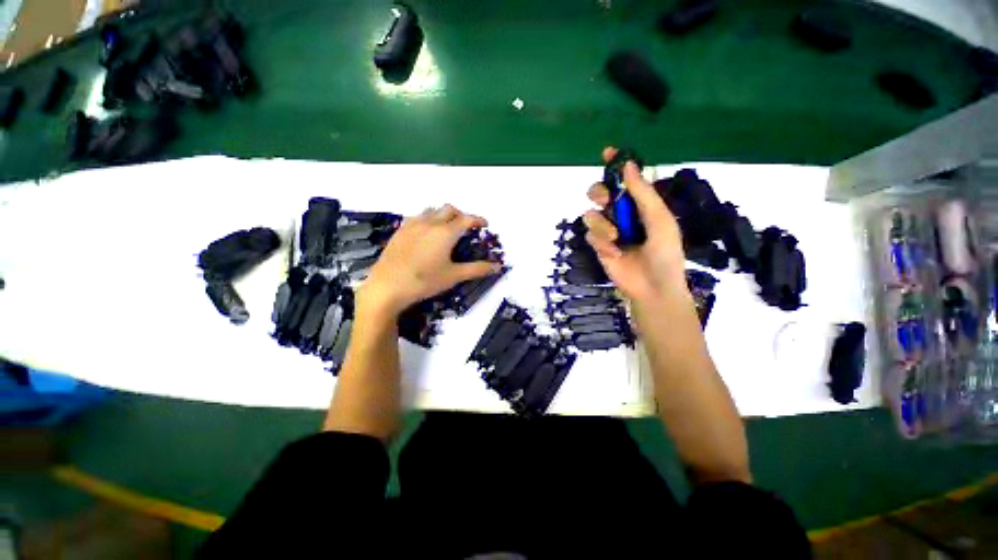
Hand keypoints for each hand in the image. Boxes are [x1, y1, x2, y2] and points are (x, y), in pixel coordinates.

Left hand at [360, 205, 501, 315]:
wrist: (388, 286)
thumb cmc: (425, 281)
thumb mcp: (454, 276)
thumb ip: (477, 269)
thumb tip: (498, 267)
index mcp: (446, 232)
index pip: (466, 219)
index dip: (478, 220)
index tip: (485, 225)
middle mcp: (430, 223)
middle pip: (449, 209)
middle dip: (461, 215)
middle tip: (466, 227)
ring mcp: (413, 225)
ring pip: (432, 210)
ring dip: (443, 215)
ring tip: (446, 228)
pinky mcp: (400, 231)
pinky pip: (417, 217)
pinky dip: (427, 219)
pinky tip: (426, 233)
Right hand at [583, 147, 686, 303]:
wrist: (653, 287)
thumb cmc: (665, 253)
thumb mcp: (659, 220)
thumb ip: (643, 193)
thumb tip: (628, 164)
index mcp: (640, 205)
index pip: (626, 180)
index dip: (616, 166)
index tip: (608, 152)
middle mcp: (622, 215)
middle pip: (600, 193)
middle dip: (599, 193)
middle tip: (606, 200)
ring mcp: (609, 231)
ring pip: (590, 214)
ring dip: (601, 224)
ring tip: (615, 238)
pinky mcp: (599, 246)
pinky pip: (591, 235)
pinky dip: (601, 242)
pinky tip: (614, 253)